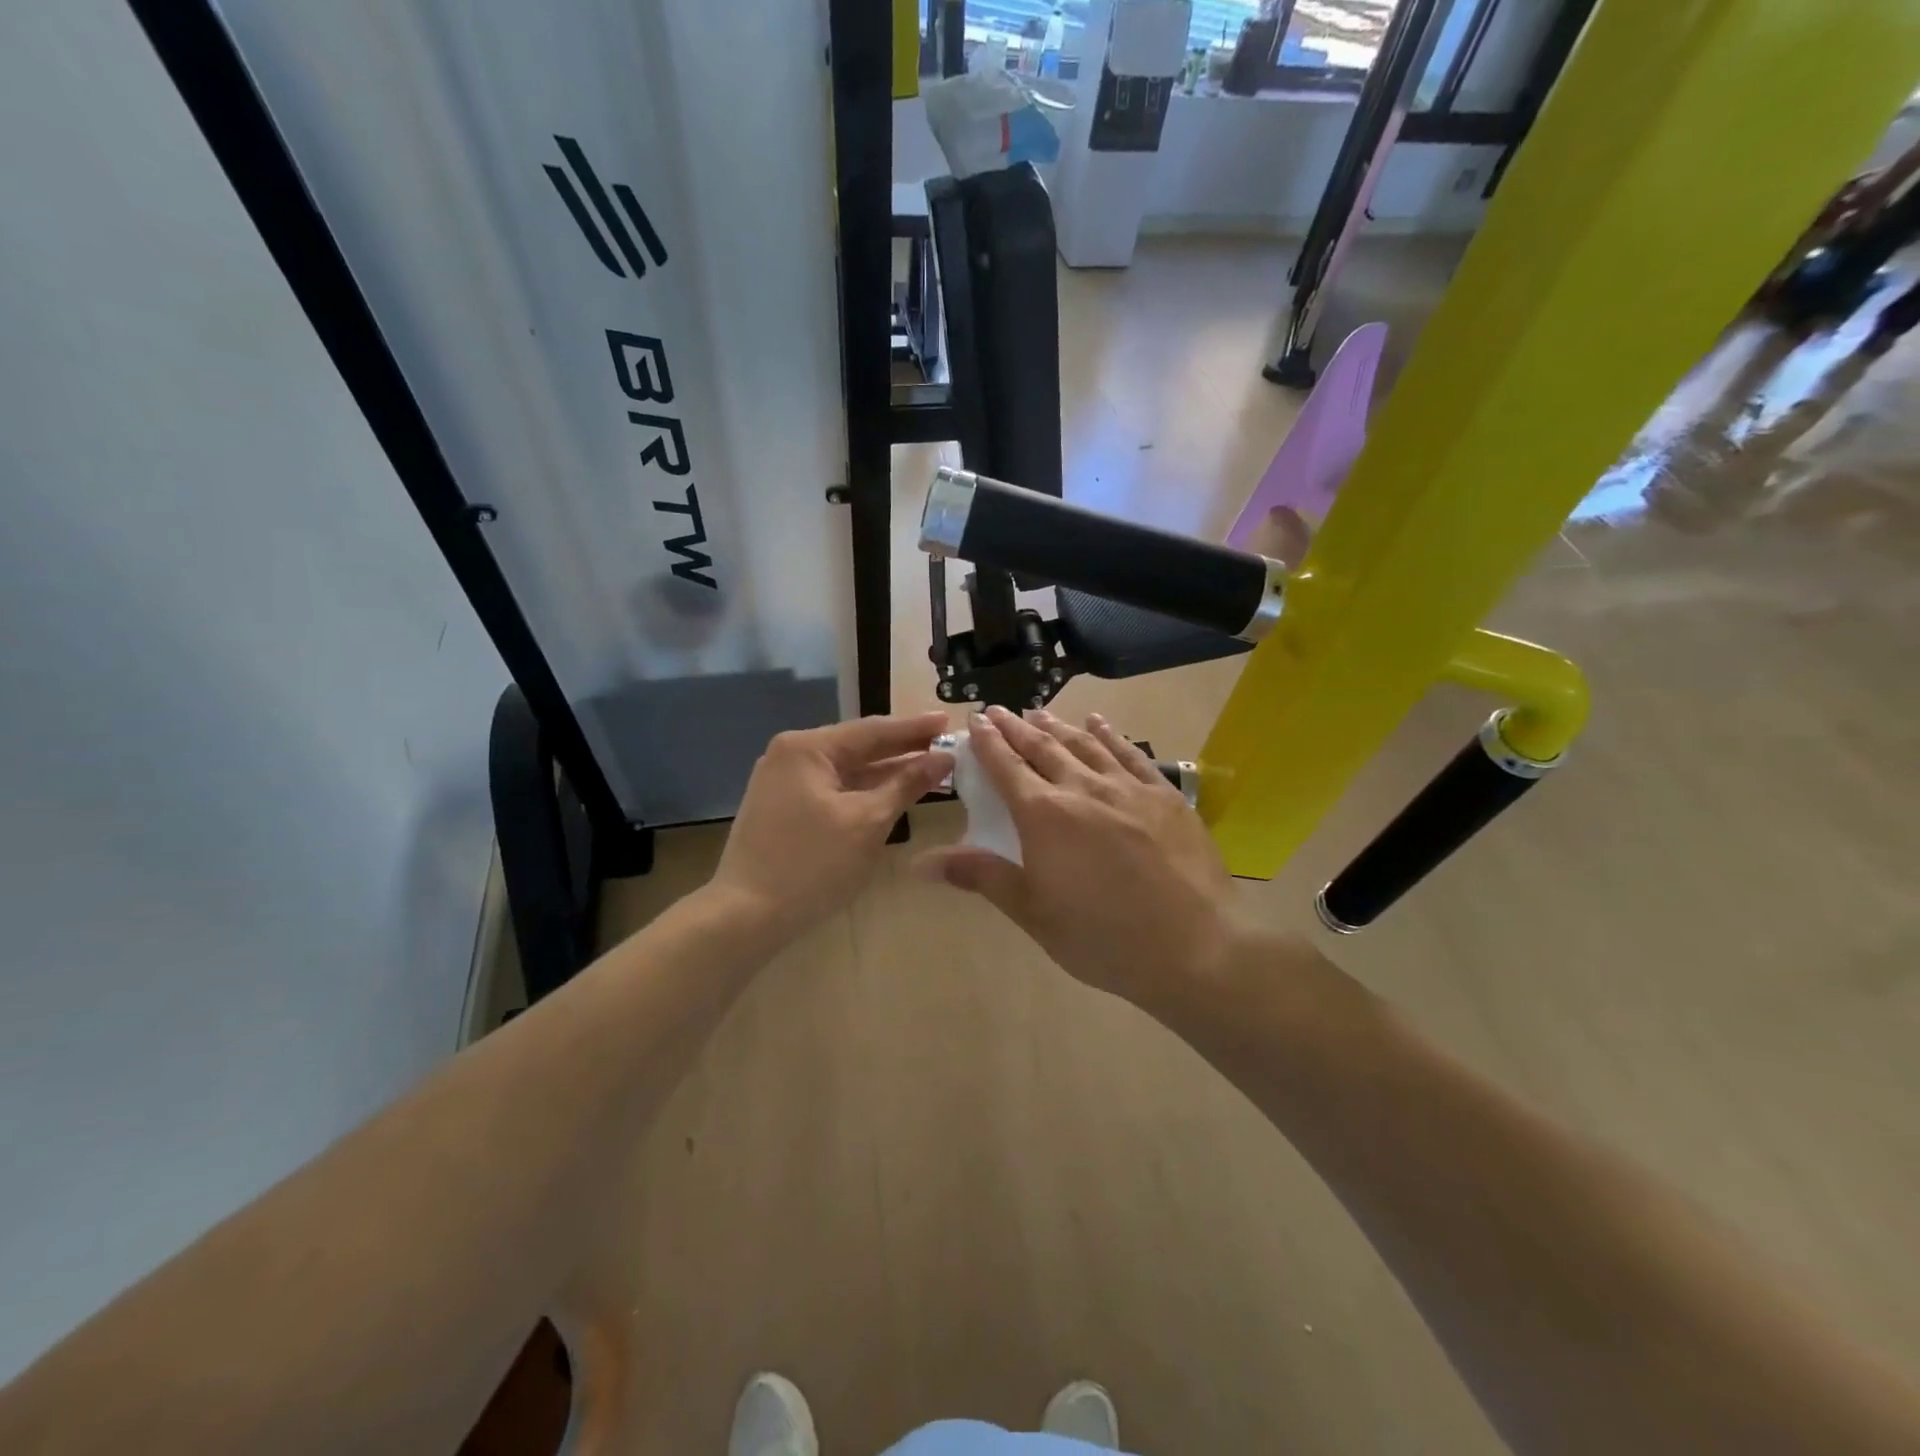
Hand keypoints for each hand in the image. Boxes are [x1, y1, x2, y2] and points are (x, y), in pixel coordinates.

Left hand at [712, 713, 953, 940]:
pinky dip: (863, 791)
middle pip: (858, 747)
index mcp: (808, 748)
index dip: (915, 728)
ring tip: (929, 769)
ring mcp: (783, 782)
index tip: (949, 721)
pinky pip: (832, 789)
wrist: (746, 916)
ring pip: (846, 771)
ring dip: (885, 772)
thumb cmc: (812, 864)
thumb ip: (906, 784)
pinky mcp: (782, 808)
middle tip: (947, 745)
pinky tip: (891, 794)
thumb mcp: (868, 822)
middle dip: (902, 749)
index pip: (873, 730)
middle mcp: (791, 755)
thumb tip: (943, 759)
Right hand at [916, 705, 1239, 1007]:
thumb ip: (982, 876)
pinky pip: (1130, 754)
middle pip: (1042, 747)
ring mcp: (1127, 788)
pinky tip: (1099, 723)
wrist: (1195, 948)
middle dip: (1017, 727)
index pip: (1006, 767)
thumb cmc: (1103, 938)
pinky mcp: (1164, 795)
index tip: (975, 720)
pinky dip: (1110, 734)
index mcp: (1044, 815)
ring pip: (1084, 744)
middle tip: (1000, 711)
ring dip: (1057, 726)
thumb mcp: (1033, 913)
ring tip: (1039, 712)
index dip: (987, 742)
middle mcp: (1082, 788)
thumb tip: (922, 862)